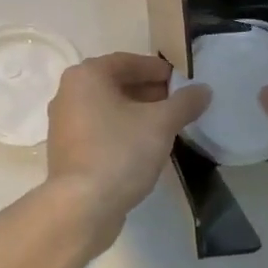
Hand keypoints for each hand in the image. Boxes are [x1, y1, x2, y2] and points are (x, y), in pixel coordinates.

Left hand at [44, 53, 210, 253]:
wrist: (82, 207)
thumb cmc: (120, 152)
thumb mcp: (160, 124)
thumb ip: (184, 103)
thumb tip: (204, 90)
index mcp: (86, 76)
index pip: (127, 61)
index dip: (157, 69)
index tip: (181, 80)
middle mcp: (68, 93)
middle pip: (115, 83)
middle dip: (148, 91)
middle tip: (177, 102)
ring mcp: (63, 123)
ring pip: (107, 108)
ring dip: (136, 112)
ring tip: (165, 124)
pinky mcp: (66, 150)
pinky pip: (98, 129)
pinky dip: (121, 130)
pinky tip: (143, 146)